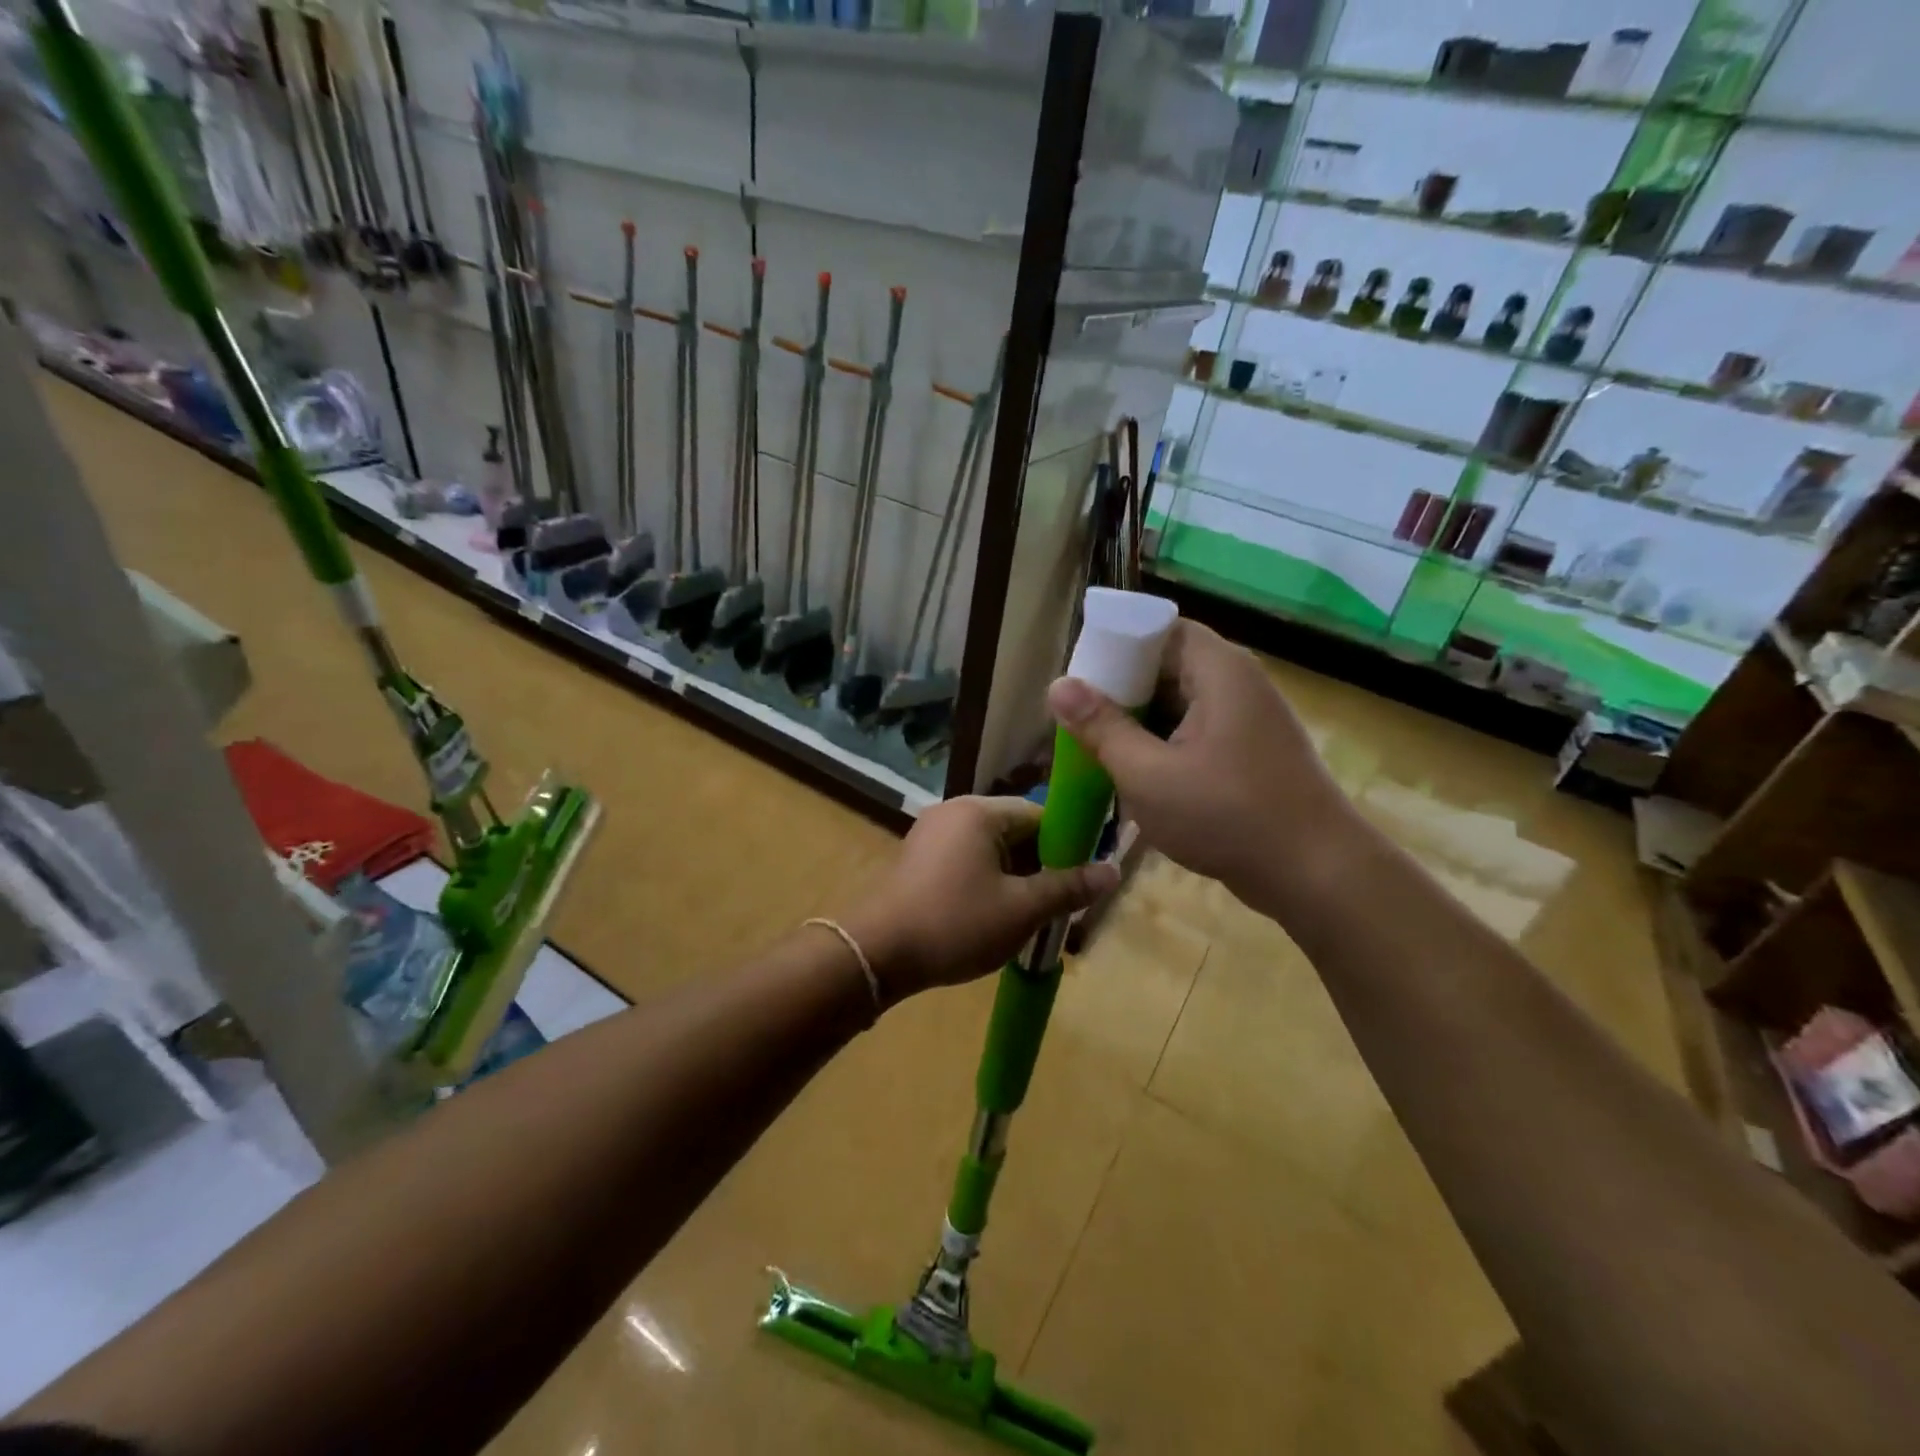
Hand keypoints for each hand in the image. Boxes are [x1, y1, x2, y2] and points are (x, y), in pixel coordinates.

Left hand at [840, 796, 1119, 1003]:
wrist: (875, 953)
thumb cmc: (955, 924)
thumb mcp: (1021, 910)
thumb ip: (1068, 887)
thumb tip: (1114, 870)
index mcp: (979, 812)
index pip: (1040, 814)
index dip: (1067, 844)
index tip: (1082, 878)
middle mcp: (954, 812)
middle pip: (1015, 830)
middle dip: (1041, 865)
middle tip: (1059, 904)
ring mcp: (931, 835)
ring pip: (991, 849)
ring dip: (1015, 878)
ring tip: (1031, 916)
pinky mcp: (918, 859)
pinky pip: (967, 861)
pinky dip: (987, 882)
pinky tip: (995, 916)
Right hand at [1045, 621, 1354, 910]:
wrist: (1317, 875)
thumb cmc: (1227, 816)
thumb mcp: (1148, 774)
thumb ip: (1101, 728)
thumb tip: (1058, 685)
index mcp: (1218, 670)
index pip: (1159, 628)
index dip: (1116, 645)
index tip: (1081, 678)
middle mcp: (1238, 683)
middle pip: (1168, 666)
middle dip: (1122, 692)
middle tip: (1080, 721)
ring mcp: (1249, 720)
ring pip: (1181, 704)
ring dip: (1142, 725)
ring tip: (1100, 751)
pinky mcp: (1252, 753)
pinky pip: (1198, 733)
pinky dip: (1166, 747)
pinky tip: (1139, 779)